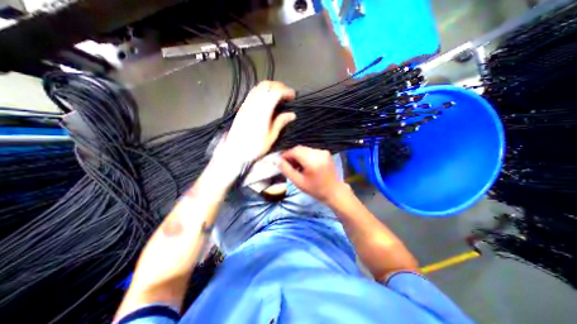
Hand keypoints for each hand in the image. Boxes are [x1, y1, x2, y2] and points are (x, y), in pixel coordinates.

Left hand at [217, 81, 294, 168]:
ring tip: (278, 96)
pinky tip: (267, 100)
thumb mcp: (271, 138)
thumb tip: (291, 114)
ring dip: (270, 88)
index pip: (274, 94)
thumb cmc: (254, 148)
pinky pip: (253, 93)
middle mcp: (253, 105)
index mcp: (261, 113)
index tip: (292, 96)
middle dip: (278, 86)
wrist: (235, 152)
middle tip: (286, 94)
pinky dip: (262, 92)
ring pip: (258, 88)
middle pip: (265, 86)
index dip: (285, 92)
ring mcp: (246, 105)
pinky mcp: (242, 108)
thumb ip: (280, 123)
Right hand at [279, 145, 345, 202]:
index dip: (286, 154)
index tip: (280, 161)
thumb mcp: (298, 182)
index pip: (295, 151)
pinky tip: (304, 165)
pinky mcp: (325, 153)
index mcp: (312, 161)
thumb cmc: (315, 189)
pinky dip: (305, 156)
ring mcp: (323, 152)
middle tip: (288, 165)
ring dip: (298, 155)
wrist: (334, 191)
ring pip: (305, 149)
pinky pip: (311, 151)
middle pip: (300, 149)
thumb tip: (277, 160)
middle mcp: (319, 153)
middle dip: (292, 155)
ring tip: (297, 167)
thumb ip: (287, 170)